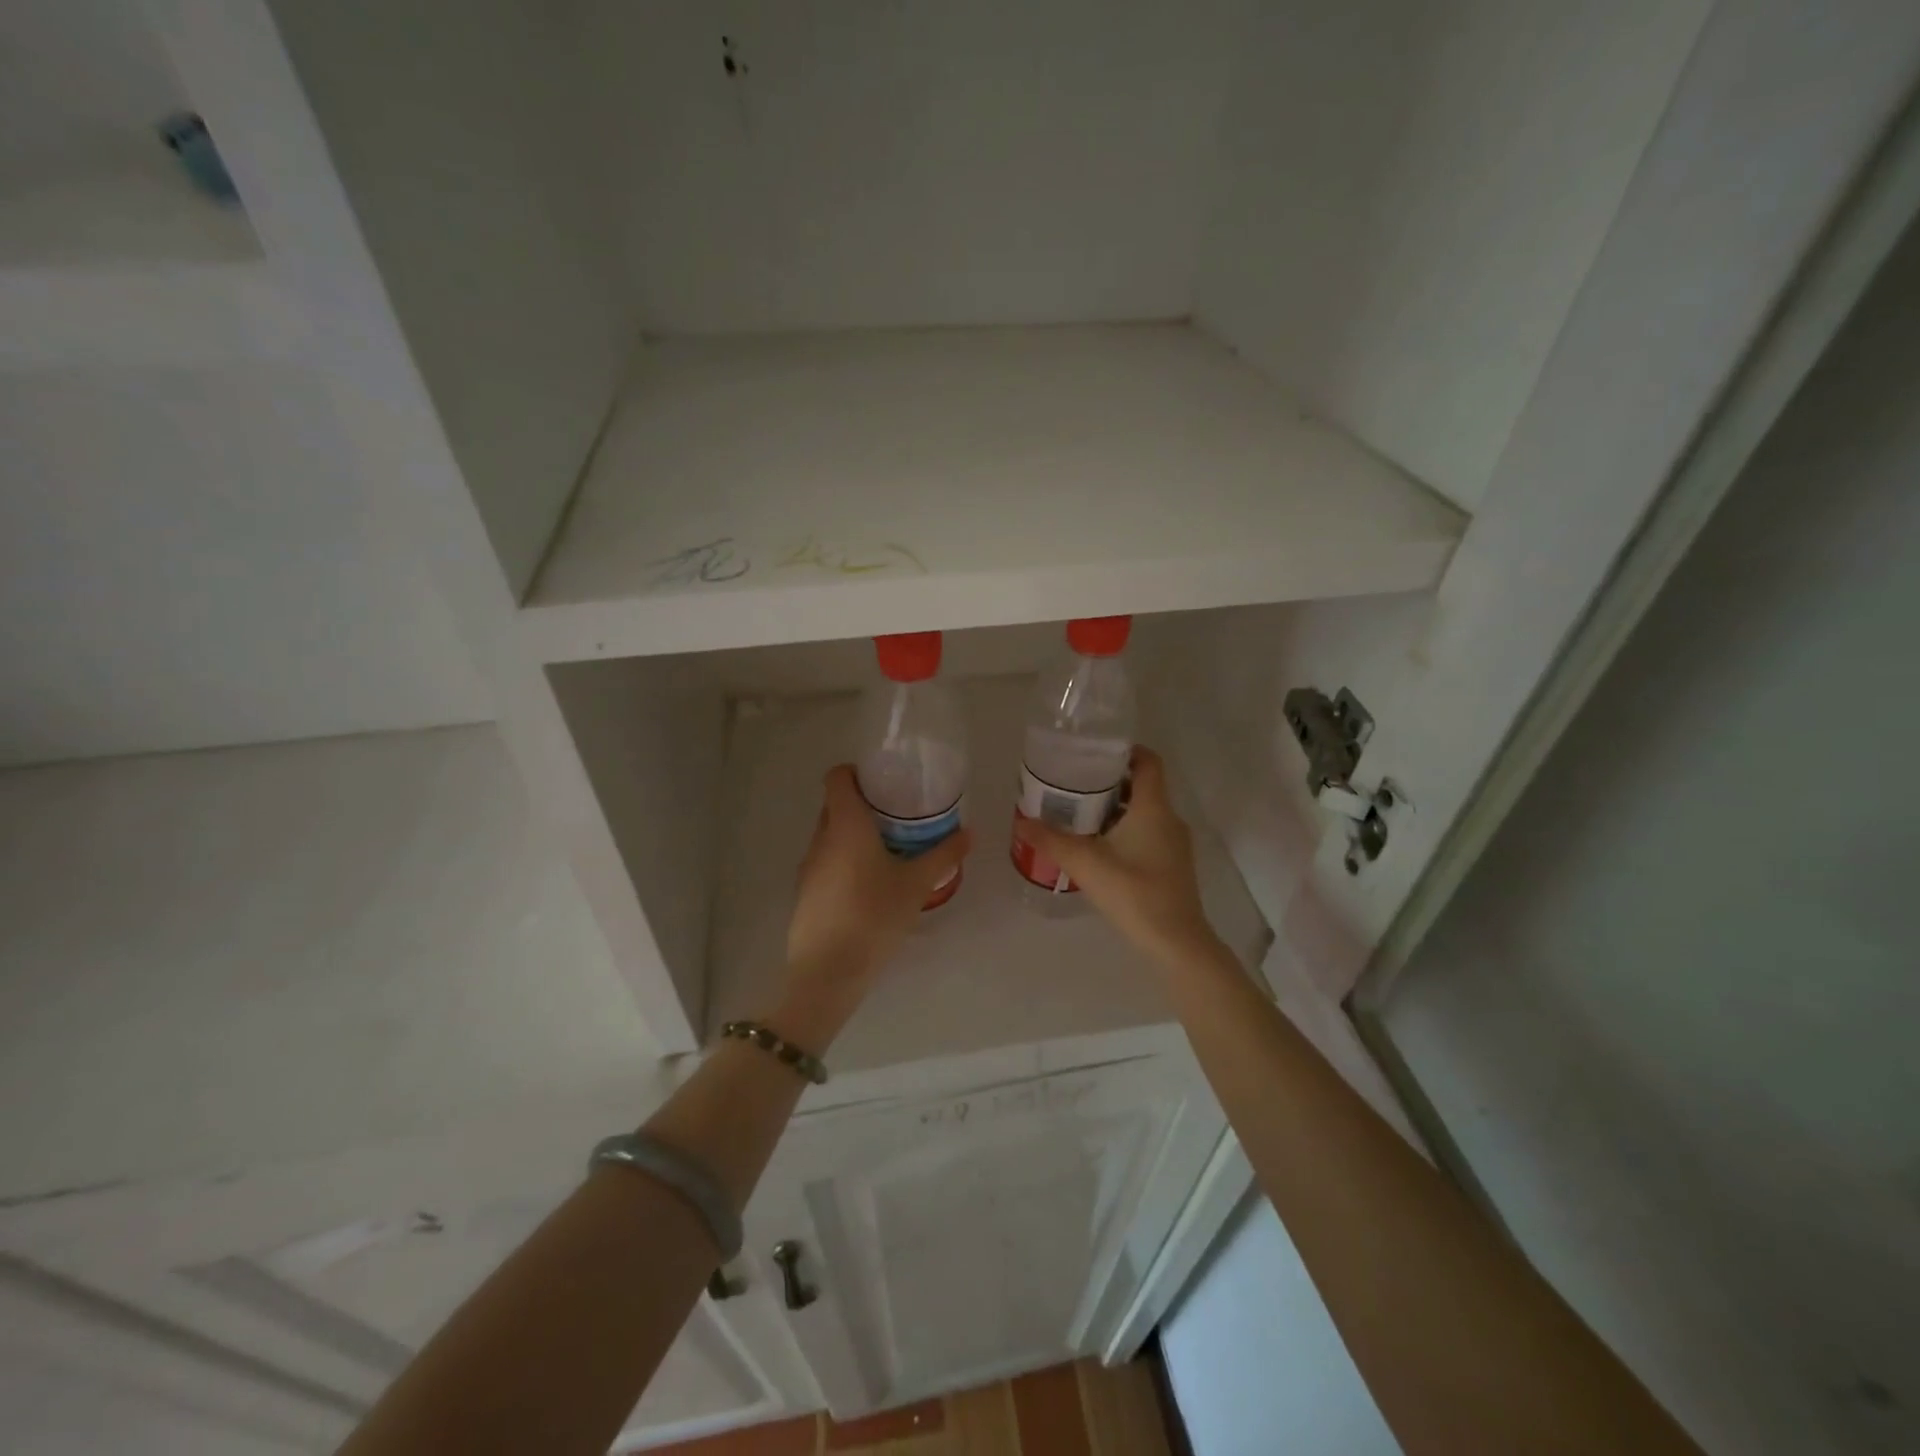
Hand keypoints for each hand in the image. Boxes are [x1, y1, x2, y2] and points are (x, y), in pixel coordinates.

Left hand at [784, 765, 971, 1020]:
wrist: (828, 971)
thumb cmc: (874, 915)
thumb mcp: (916, 884)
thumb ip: (944, 854)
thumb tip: (969, 832)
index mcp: (845, 824)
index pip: (837, 777)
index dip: (856, 772)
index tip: (884, 782)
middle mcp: (821, 837)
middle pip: (834, 805)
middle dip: (862, 804)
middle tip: (896, 815)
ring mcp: (809, 866)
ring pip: (830, 835)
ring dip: (853, 835)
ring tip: (888, 849)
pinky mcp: (805, 892)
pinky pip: (826, 862)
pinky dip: (845, 861)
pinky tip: (870, 884)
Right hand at [1013, 747, 1218, 966]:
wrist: (1176, 942)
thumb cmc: (1134, 893)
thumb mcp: (1085, 864)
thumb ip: (1051, 840)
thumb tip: (1021, 822)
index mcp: (1154, 808)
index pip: (1148, 761)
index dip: (1125, 750)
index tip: (1094, 752)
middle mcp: (1169, 819)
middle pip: (1142, 786)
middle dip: (1109, 782)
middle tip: (1074, 784)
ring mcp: (1174, 844)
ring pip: (1144, 812)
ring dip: (1115, 809)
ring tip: (1079, 815)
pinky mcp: (1172, 865)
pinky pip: (1147, 833)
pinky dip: (1124, 830)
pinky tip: (1098, 847)